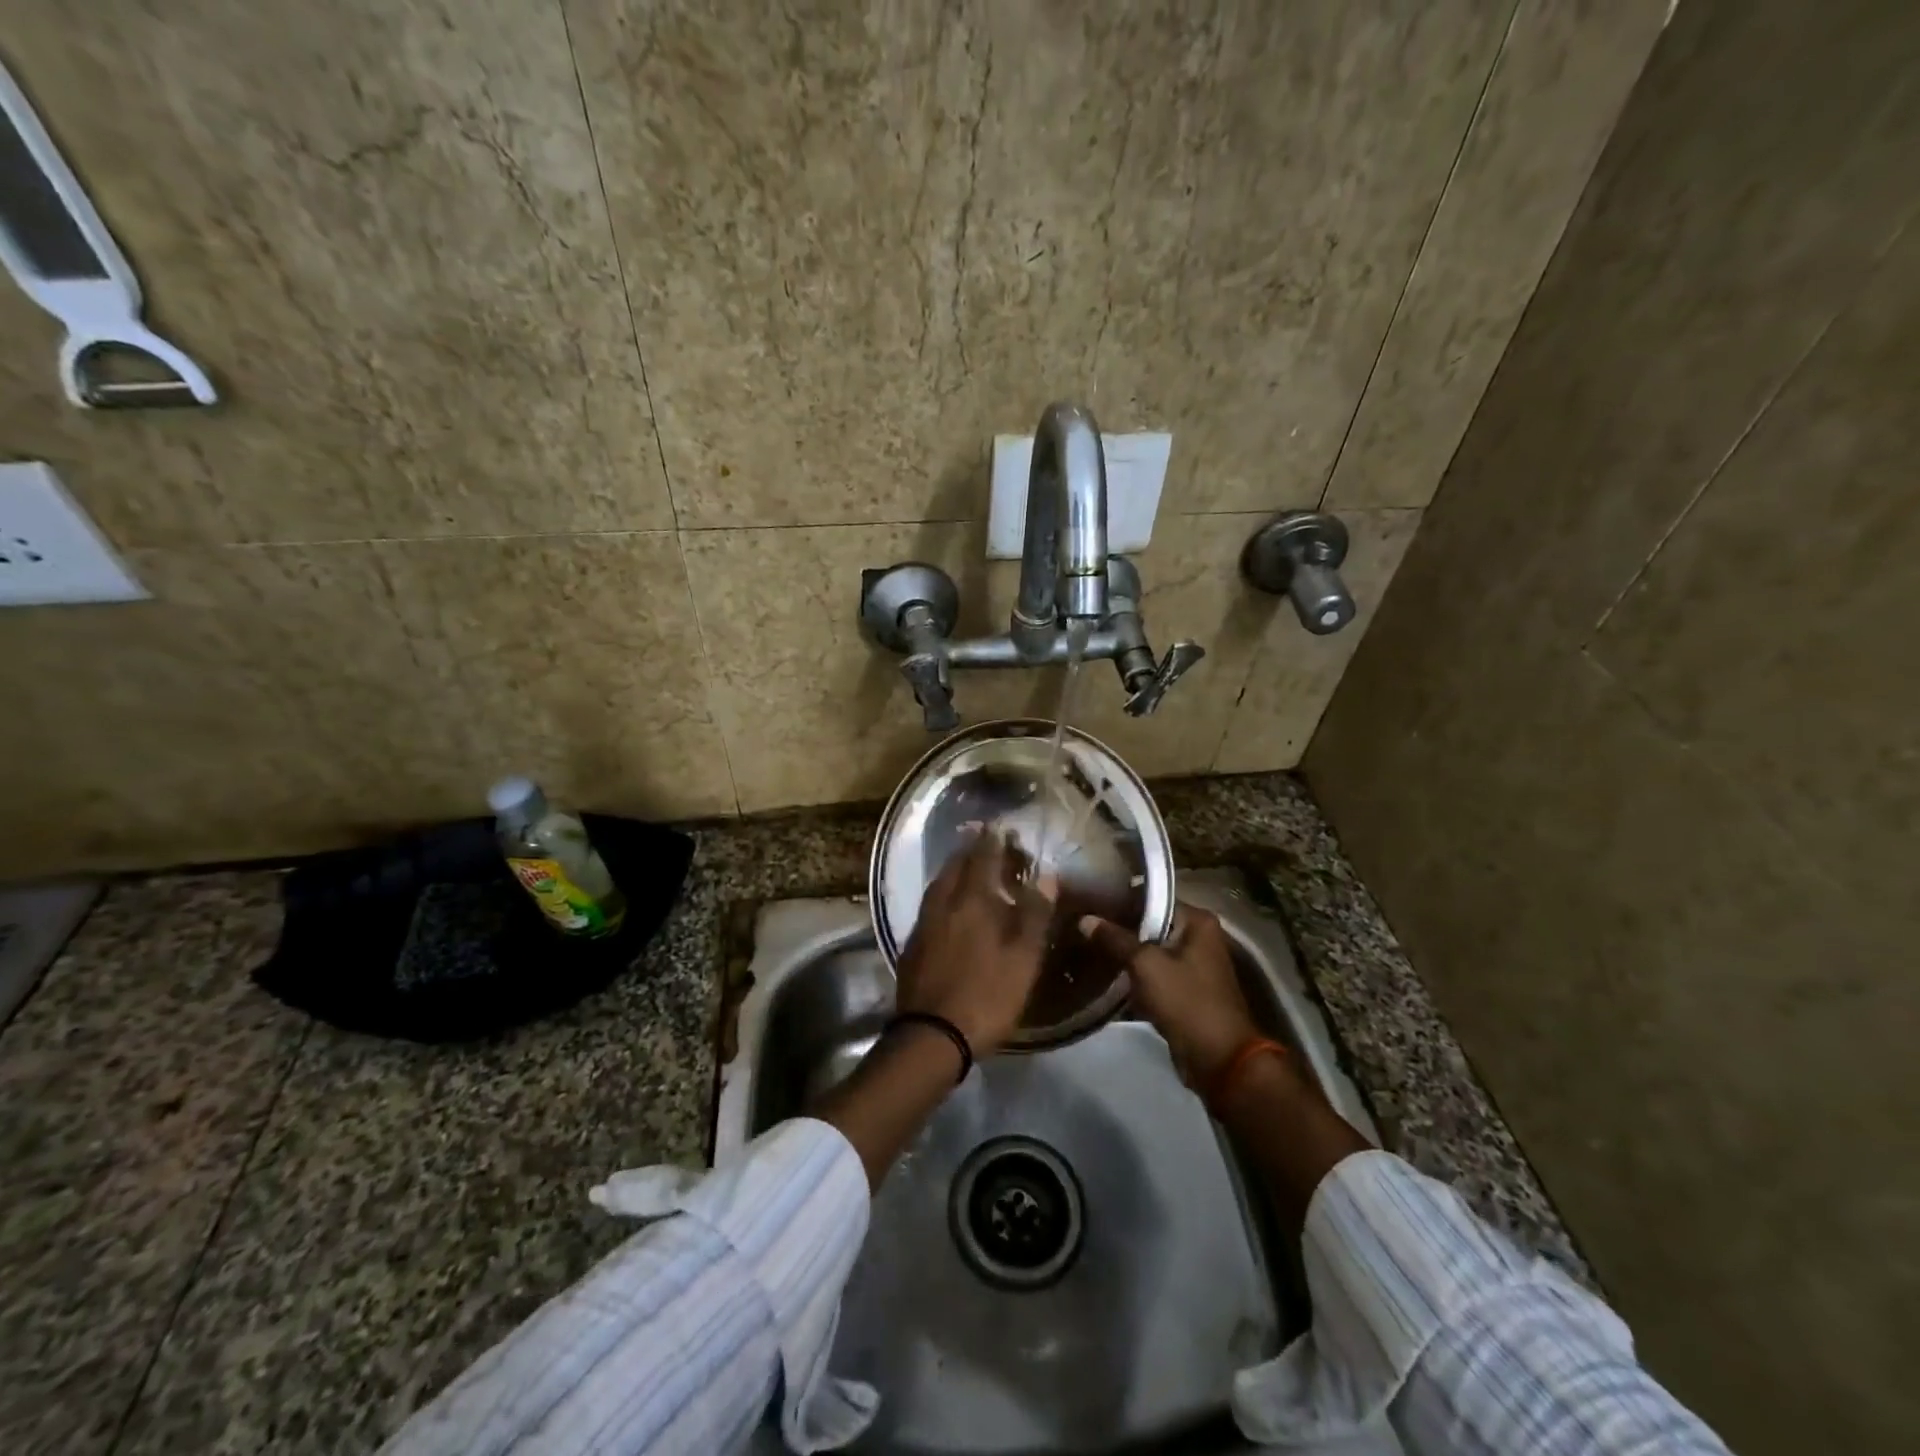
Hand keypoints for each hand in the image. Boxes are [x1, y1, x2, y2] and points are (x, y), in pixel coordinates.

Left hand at [896, 830, 1053, 1055]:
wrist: (932, 1035)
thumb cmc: (986, 995)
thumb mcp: (1023, 958)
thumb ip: (1034, 914)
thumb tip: (1046, 874)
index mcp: (972, 902)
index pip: (982, 859)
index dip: (991, 841)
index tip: (998, 825)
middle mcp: (943, 904)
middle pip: (954, 868)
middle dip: (968, 851)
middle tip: (980, 840)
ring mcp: (923, 925)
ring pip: (937, 886)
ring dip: (952, 871)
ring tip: (964, 866)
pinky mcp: (912, 946)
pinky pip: (929, 906)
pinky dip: (941, 895)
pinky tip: (947, 906)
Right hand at [1078, 906, 1259, 1084]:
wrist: (1219, 1059)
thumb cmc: (1186, 1001)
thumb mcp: (1145, 965)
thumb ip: (1115, 939)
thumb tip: (1085, 919)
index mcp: (1198, 921)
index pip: (1152, 898)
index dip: (1120, 900)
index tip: (1090, 902)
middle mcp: (1199, 937)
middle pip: (1151, 924)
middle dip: (1119, 928)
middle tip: (1084, 925)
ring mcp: (1193, 965)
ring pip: (1150, 951)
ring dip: (1125, 953)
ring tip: (1088, 946)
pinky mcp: (1185, 990)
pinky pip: (1154, 973)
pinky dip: (1134, 975)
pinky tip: (1105, 973)